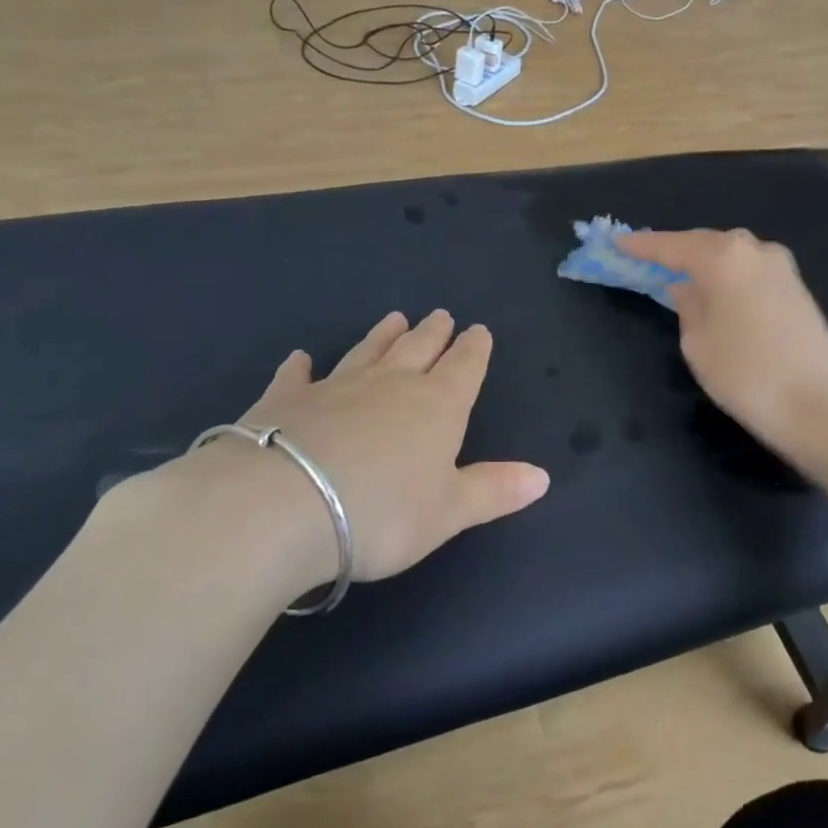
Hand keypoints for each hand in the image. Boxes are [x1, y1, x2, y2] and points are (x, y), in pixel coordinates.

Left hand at [117, 312, 548, 592]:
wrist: (284, 504)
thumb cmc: (381, 513)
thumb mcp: (448, 512)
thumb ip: (494, 490)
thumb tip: (543, 476)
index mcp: (437, 406)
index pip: (464, 367)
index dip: (474, 349)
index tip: (479, 330)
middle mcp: (390, 384)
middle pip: (418, 349)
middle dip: (433, 333)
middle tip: (441, 315)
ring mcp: (336, 386)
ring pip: (367, 351)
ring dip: (383, 335)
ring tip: (395, 318)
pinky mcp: (287, 399)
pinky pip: (297, 376)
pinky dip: (300, 366)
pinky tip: (300, 358)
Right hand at [615, 229, 827, 454]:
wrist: (820, 407)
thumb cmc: (745, 373)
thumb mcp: (697, 342)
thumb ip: (687, 305)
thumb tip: (687, 288)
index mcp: (723, 257)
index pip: (672, 245)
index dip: (642, 245)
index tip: (617, 242)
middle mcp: (754, 251)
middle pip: (705, 243)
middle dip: (676, 250)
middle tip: (648, 260)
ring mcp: (782, 268)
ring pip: (732, 255)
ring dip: (705, 262)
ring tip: (681, 276)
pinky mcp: (798, 289)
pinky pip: (750, 271)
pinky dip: (728, 276)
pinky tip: (717, 292)